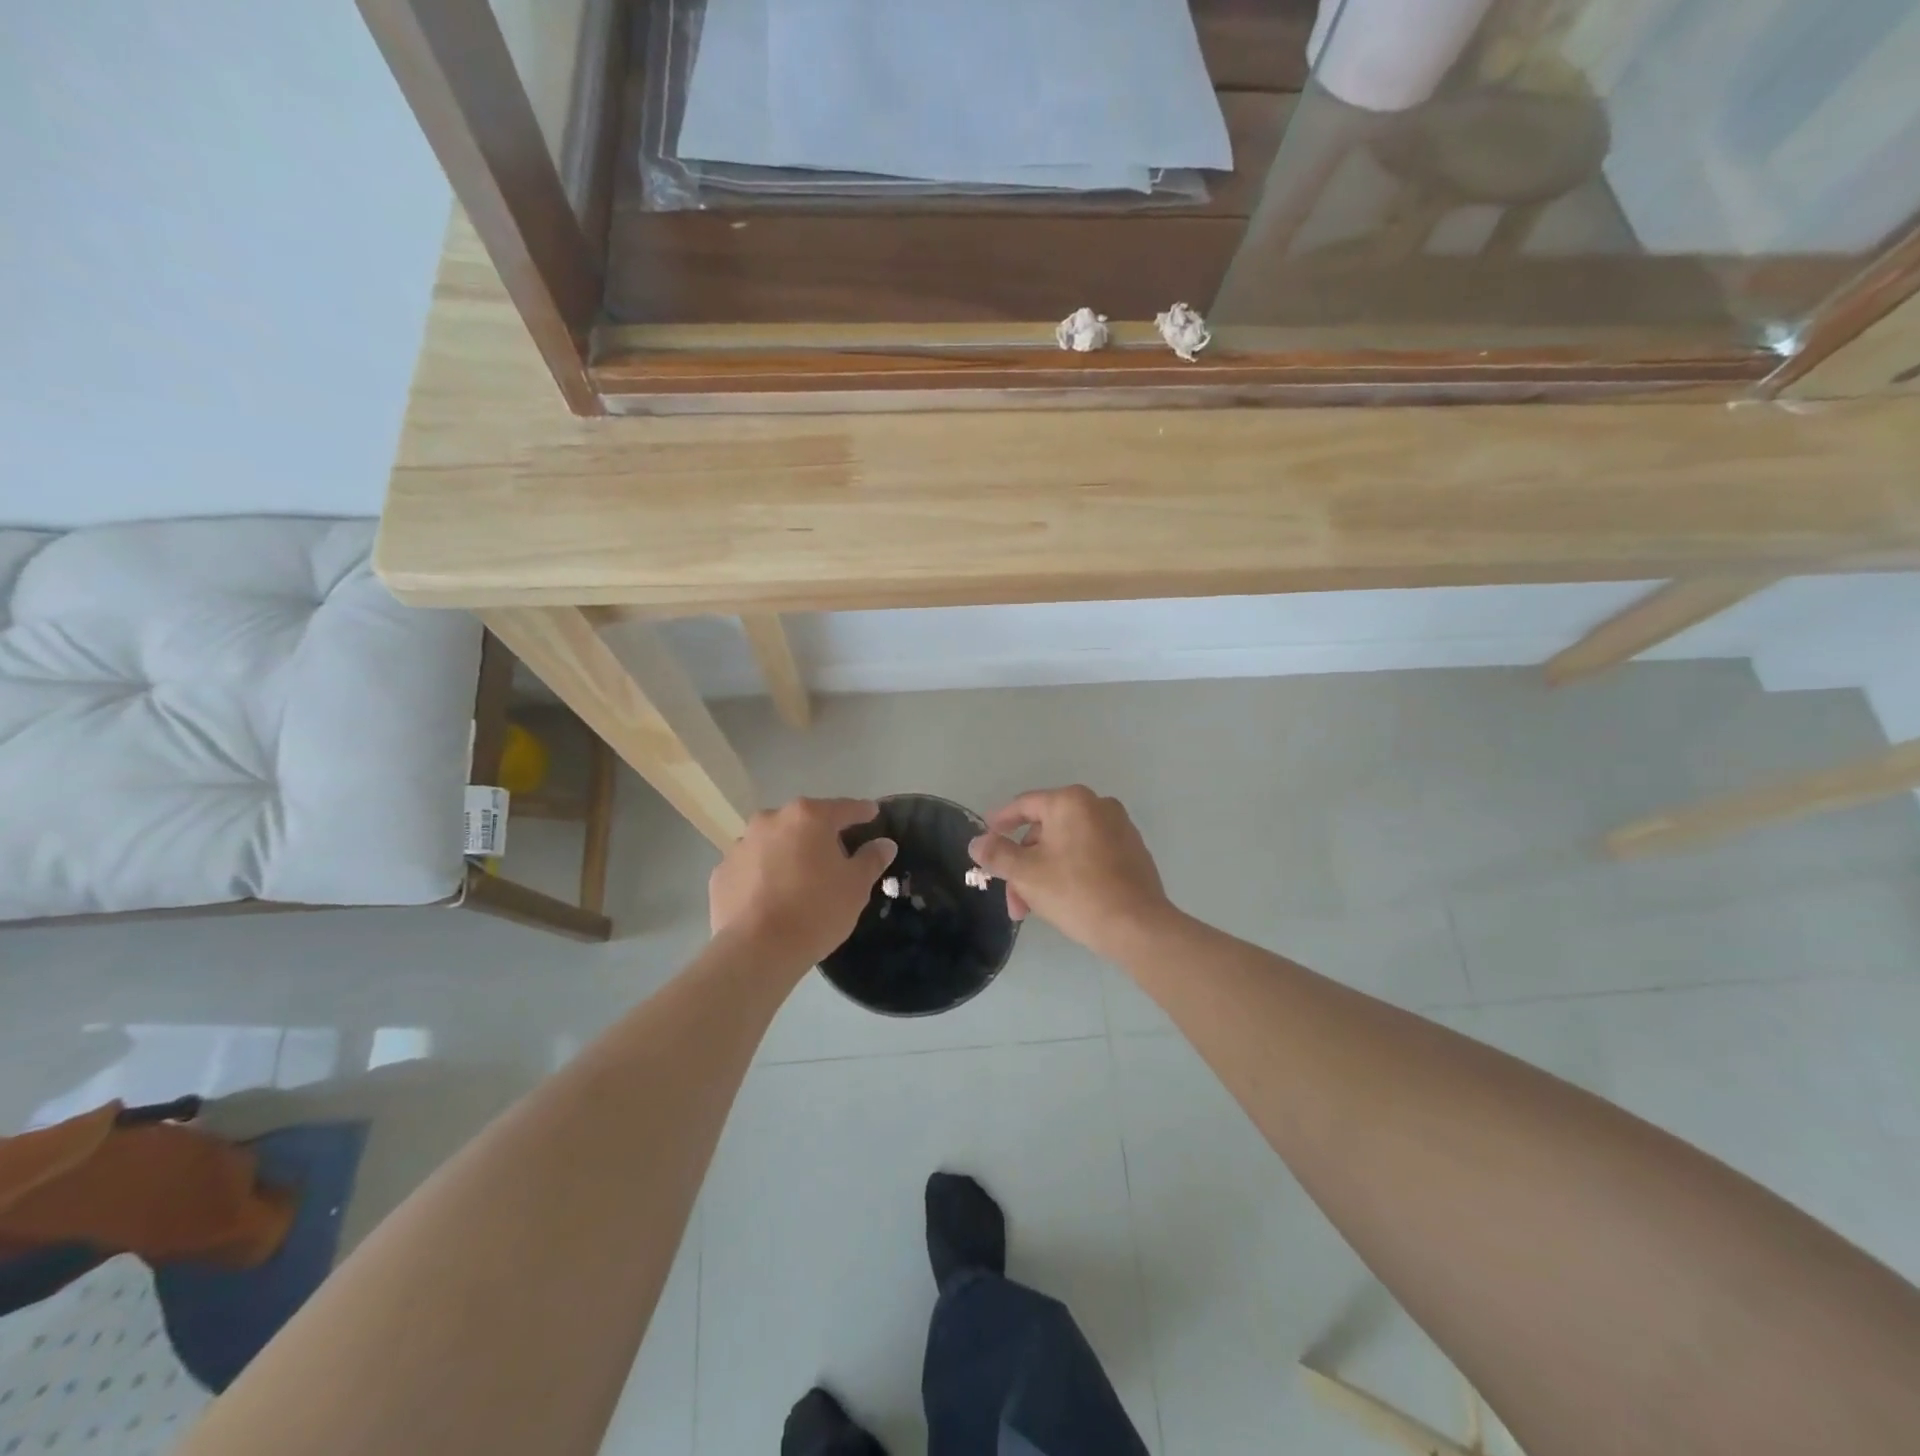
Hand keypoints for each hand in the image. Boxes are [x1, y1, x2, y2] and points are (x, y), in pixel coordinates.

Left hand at [709, 798, 896, 968]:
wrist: (757, 950)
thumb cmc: (816, 910)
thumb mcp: (856, 886)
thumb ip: (871, 859)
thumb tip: (884, 844)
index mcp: (808, 817)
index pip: (844, 808)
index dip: (862, 812)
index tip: (873, 815)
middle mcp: (771, 820)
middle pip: (804, 822)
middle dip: (820, 835)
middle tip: (835, 856)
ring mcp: (740, 845)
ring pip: (773, 843)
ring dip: (787, 853)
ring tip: (799, 880)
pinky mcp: (720, 873)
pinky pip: (750, 867)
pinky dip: (762, 875)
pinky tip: (771, 898)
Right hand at [968, 786, 1171, 958]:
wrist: (1138, 927)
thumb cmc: (1076, 892)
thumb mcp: (1026, 874)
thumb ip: (997, 854)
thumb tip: (977, 842)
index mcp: (1071, 802)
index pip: (1024, 805)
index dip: (1000, 822)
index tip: (985, 838)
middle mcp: (1098, 806)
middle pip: (1045, 830)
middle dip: (1023, 864)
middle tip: (1013, 898)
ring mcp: (1120, 828)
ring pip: (1067, 846)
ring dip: (1044, 873)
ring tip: (1034, 908)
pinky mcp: (1133, 852)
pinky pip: (1090, 855)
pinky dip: (1071, 872)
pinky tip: (1064, 901)